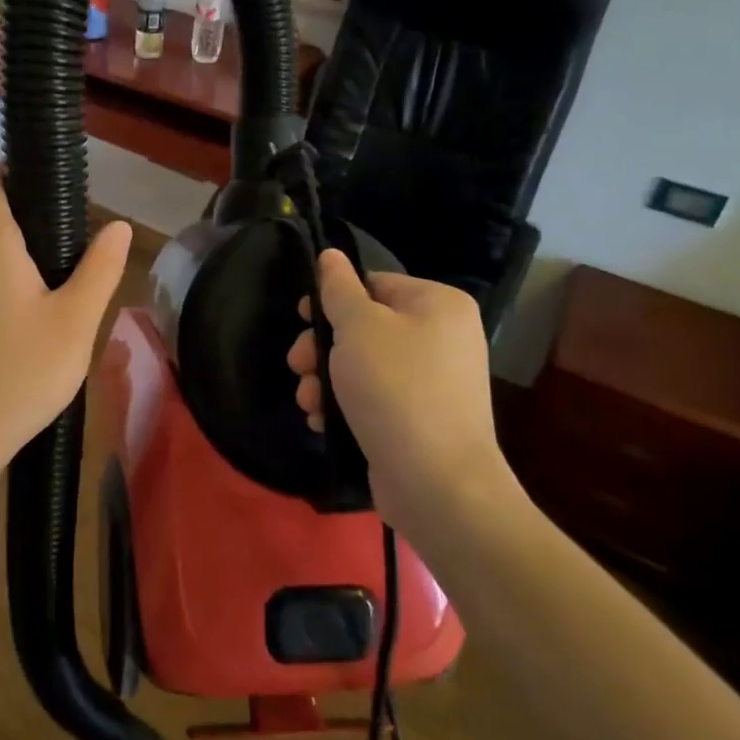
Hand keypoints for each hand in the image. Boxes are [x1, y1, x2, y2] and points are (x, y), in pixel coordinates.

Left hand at [0, 168, 131, 493]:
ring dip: (15, 259)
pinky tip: (25, 325)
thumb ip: (100, 268)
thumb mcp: (75, 322)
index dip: (19, 174)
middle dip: (30, 223)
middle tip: (74, 257)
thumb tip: (120, 226)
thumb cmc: (17, 373)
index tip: (59, 197)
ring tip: (57, 293)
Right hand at [287, 250, 517, 525]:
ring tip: (307, 402)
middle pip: (365, 326)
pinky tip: (323, 421)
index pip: (374, 284)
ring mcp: (434, 382)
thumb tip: (330, 255)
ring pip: (363, 365)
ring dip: (325, 380)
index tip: (301, 320)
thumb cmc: (396, 389)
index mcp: (438, 304)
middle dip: (322, 348)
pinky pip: (375, 398)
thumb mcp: (358, 328)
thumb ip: (338, 289)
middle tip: (297, 366)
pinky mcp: (420, 419)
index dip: (332, 299)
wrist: (438, 483)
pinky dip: (346, 405)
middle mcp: (442, 337)